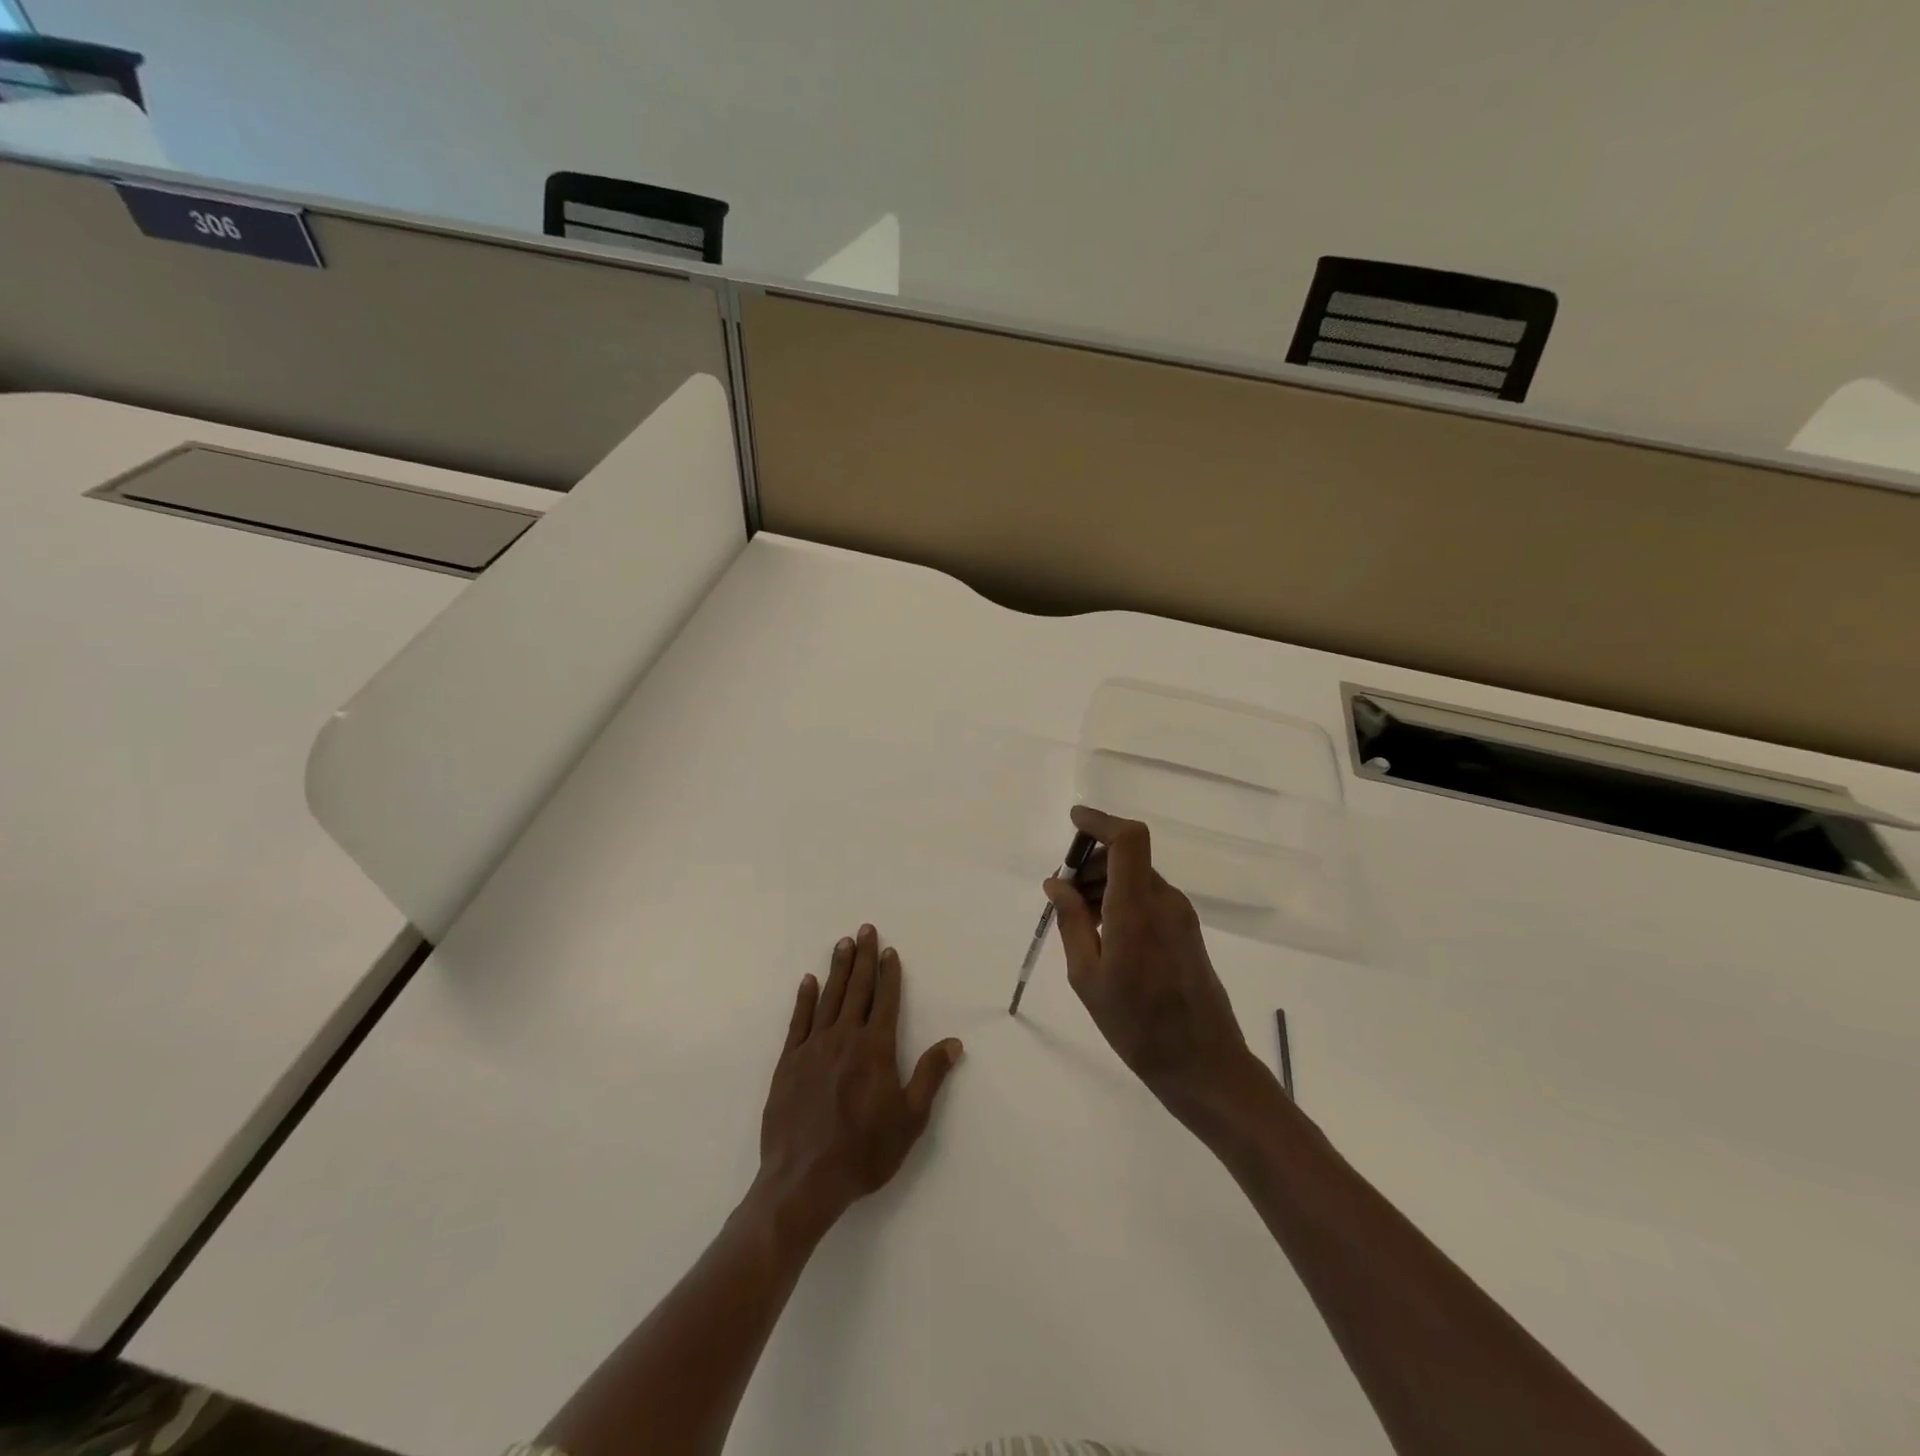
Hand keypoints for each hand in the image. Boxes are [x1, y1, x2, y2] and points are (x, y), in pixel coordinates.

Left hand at [756, 925, 962, 1239]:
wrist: (804, 1180)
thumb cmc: (864, 1151)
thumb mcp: (910, 1119)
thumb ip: (930, 1076)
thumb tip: (953, 1042)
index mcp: (875, 1049)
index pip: (885, 1000)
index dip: (889, 974)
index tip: (890, 950)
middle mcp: (844, 1038)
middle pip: (856, 989)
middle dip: (863, 958)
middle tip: (865, 929)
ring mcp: (813, 1048)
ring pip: (829, 998)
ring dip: (837, 969)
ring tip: (842, 943)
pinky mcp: (788, 1062)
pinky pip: (798, 1021)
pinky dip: (804, 999)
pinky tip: (808, 981)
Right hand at [1045, 807, 1264, 1120]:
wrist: (1203, 1064)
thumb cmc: (1136, 1025)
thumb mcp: (1087, 977)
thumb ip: (1071, 922)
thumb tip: (1056, 883)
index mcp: (1137, 908)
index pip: (1128, 840)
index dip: (1101, 821)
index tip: (1073, 822)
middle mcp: (1164, 901)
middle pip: (1127, 856)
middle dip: (1091, 863)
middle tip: (1062, 895)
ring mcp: (1181, 915)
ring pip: (1137, 877)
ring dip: (1105, 883)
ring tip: (1078, 920)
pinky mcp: (1187, 930)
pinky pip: (1149, 897)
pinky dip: (1122, 899)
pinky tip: (1104, 934)